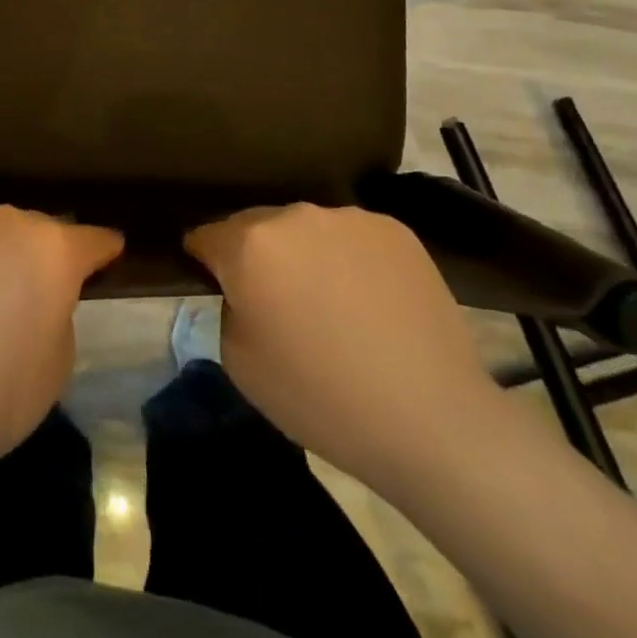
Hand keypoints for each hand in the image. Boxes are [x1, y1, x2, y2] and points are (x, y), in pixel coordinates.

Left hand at [0, 208, 121, 480]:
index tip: (111, 252)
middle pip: (40, 232)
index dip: (104, 249)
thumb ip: (58, 314)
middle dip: (45, 255)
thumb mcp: (58, 362)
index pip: (92, 240)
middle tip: (41, 290)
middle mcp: (11, 223)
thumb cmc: (1, 390)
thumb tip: (38, 299)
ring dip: (1, 257)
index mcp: (55, 249)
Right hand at [186, 204, 499, 494]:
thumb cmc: (322, 399)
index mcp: (249, 244)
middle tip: (276, 302)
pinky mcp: (394, 230)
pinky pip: (351, 238)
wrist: (432, 422)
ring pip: (306, 230)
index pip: (206, 236)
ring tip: (330, 304)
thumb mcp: (240, 363)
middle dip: (256, 256)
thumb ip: (229, 308)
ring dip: (304, 255)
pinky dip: (349, 260)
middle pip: (257, 227)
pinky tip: (369, 302)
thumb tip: (246, 290)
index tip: (213, 283)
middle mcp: (294, 216)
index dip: (203, 260)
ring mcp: (348, 218)